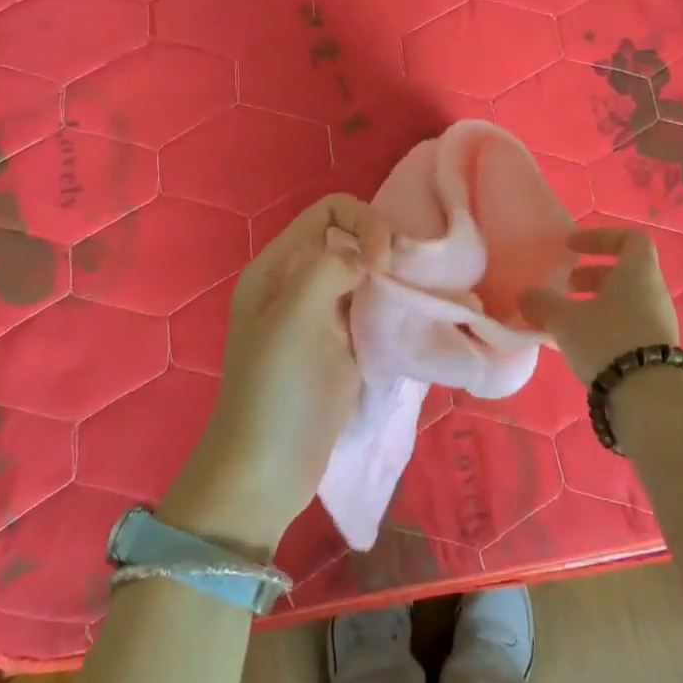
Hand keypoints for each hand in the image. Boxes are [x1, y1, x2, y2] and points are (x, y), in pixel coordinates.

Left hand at [161, 194, 389, 558]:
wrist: (267, 471)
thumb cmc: (274, 392)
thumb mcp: (291, 319)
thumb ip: (327, 268)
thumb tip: (367, 254)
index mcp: (278, 266)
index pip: (330, 211)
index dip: (363, 223)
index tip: (382, 263)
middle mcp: (300, 281)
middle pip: (352, 237)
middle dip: (384, 248)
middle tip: (406, 282)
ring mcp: (323, 314)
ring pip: (368, 272)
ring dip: (394, 278)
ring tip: (415, 299)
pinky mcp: (344, 344)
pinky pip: (374, 307)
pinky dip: (395, 306)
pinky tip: (412, 320)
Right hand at [522, 228, 679, 382]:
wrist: (648, 397)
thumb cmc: (606, 340)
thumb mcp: (565, 319)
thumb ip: (542, 302)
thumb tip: (527, 296)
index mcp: (638, 272)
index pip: (629, 239)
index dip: (599, 238)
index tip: (572, 248)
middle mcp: (654, 292)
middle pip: (623, 273)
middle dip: (589, 277)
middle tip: (562, 288)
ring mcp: (659, 323)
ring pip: (624, 302)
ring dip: (594, 305)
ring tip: (564, 321)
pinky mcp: (656, 350)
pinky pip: (627, 327)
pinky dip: (603, 327)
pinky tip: (577, 345)